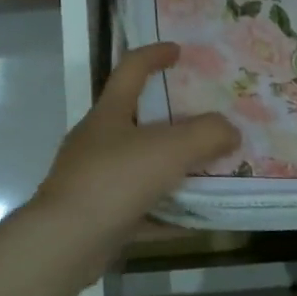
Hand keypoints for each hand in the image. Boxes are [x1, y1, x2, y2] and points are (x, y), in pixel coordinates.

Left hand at [30, 44, 238, 270]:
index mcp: (109, 114)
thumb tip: (231, 131)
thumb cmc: (115, 181)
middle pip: (139, 121)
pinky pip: (141, 209)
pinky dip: (167, 212)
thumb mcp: (169, 150)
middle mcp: (98, 142)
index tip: (179, 51)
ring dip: (174, 169)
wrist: (65, 244)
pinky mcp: (98, 217)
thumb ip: (207, 134)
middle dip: (174, 120)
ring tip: (210, 171)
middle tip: (209, 121)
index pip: (131, 69)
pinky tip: (196, 221)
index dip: (155, 55)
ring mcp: (95, 180)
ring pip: (142, 167)